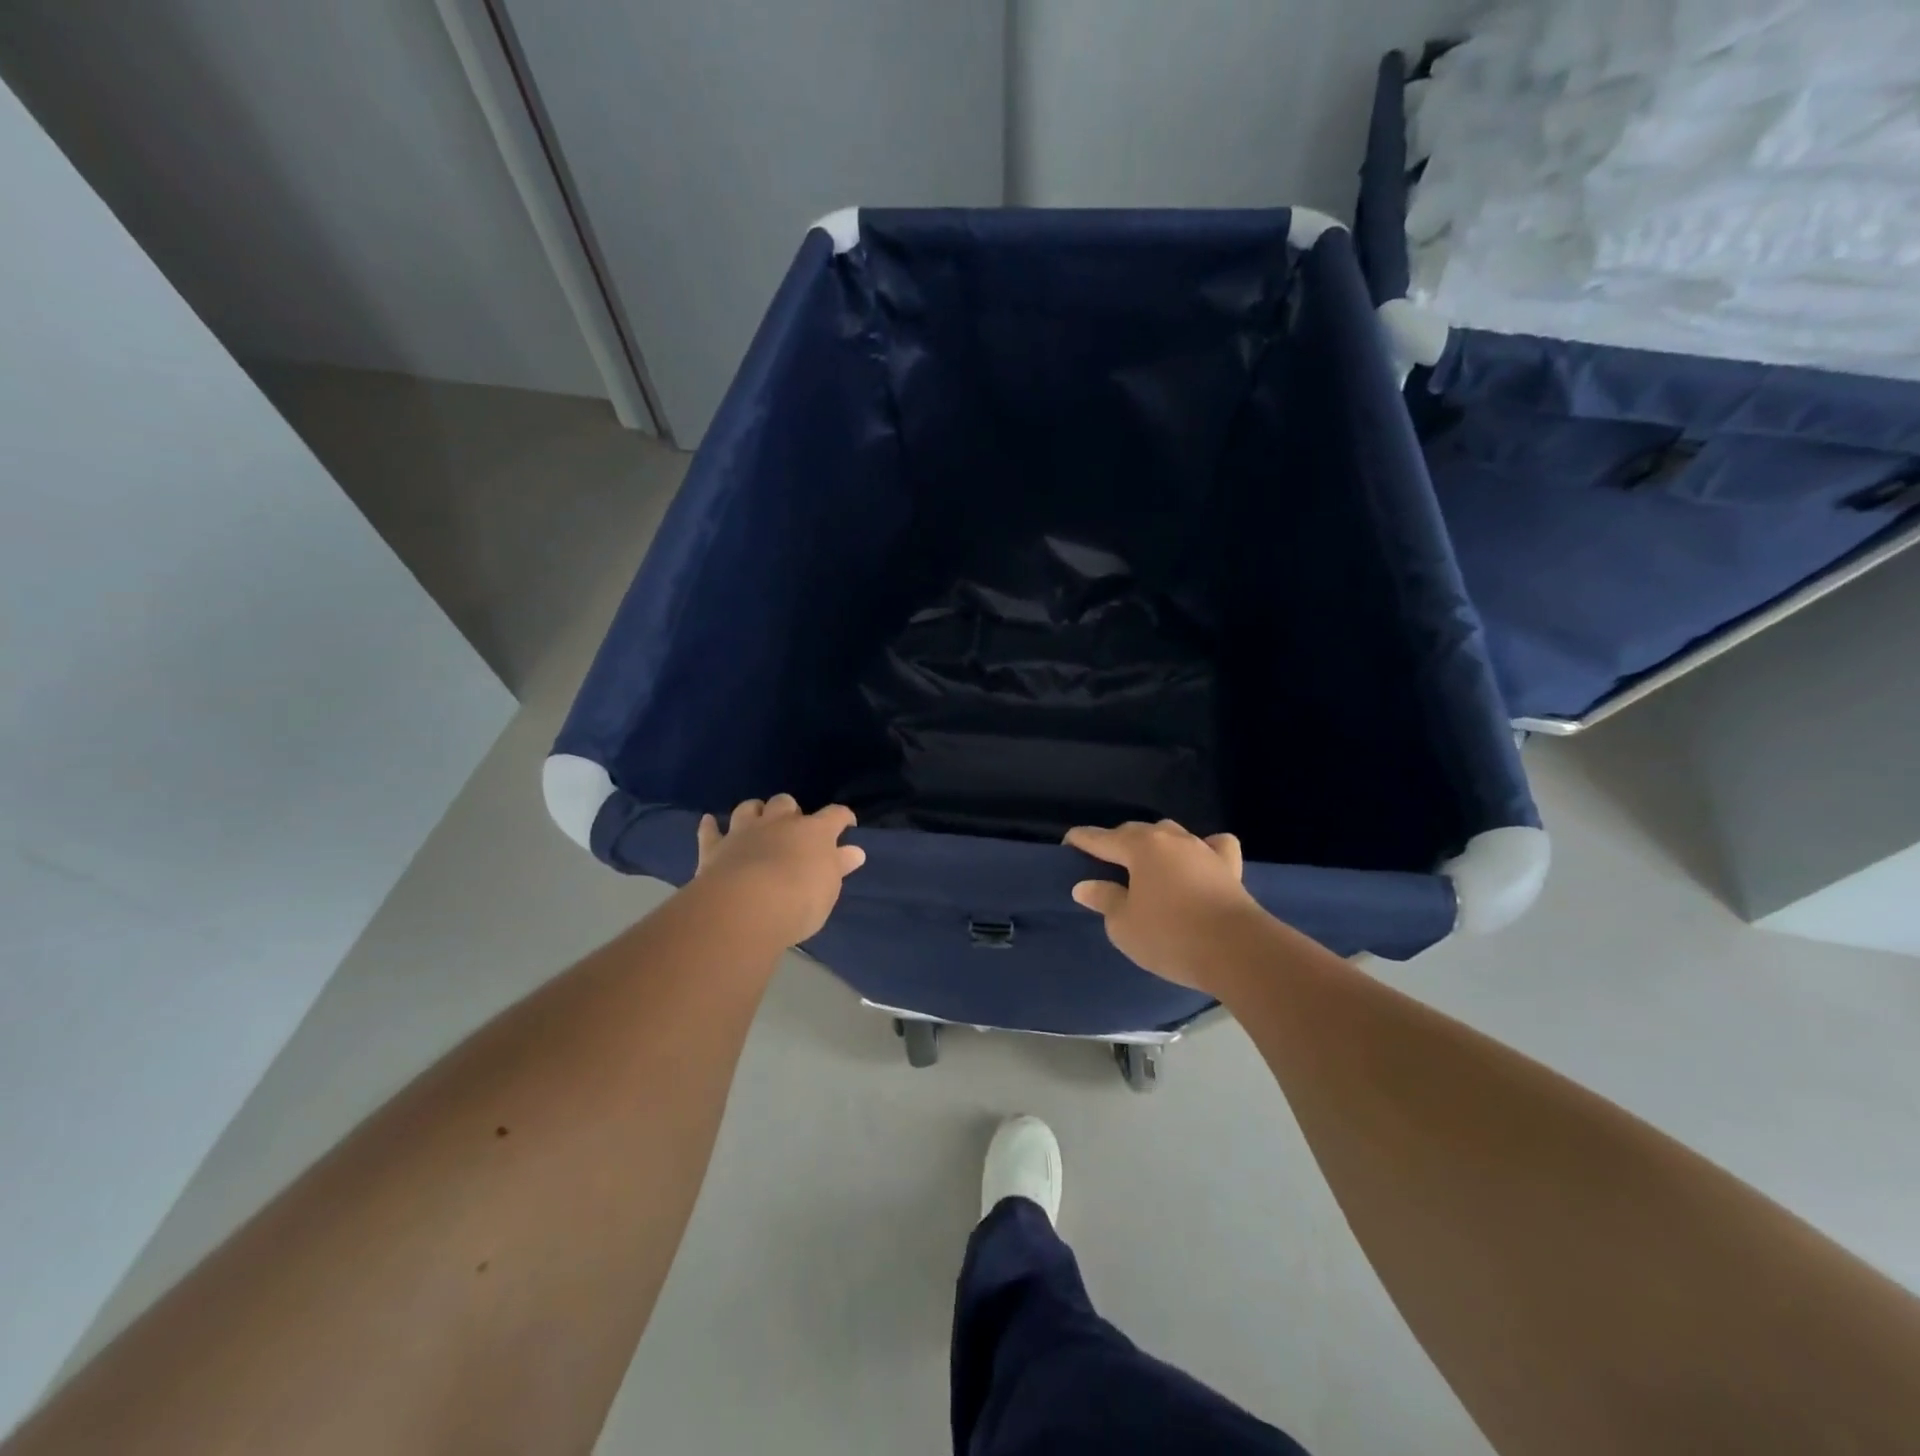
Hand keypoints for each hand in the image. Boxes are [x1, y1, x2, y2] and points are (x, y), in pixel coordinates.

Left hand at [694, 795, 865, 946]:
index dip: (843, 818)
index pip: (835, 815)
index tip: (847, 824)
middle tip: (793, 828)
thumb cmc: (799, 899)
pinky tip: (709, 821)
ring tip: (758, 820)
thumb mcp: (829, 888)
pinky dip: (711, 826)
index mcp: (814, 832)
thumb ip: (838, 866)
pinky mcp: (715, 848)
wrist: (746, 908)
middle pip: (786, 803)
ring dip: (754, 811)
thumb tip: (854, 851)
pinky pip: (710, 831)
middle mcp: (779, 823)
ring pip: (749, 808)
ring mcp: (744, 832)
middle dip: (790, 811)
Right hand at [1065, 820, 1267, 992]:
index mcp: (1140, 847)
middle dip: (1116, 842)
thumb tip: (1086, 885)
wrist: (1238, 951)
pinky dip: (1202, 849)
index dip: (1081, 841)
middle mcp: (1170, 839)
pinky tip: (1198, 860)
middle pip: (1135, 832)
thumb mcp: (1124, 924)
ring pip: (1171, 835)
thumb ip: (1104, 899)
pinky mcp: (1229, 867)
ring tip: (1145, 863)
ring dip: (1154, 844)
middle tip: (1103, 862)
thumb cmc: (1170, 936)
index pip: (1101, 838)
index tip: (1067, 845)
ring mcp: (1203, 849)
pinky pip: (1213, 846)